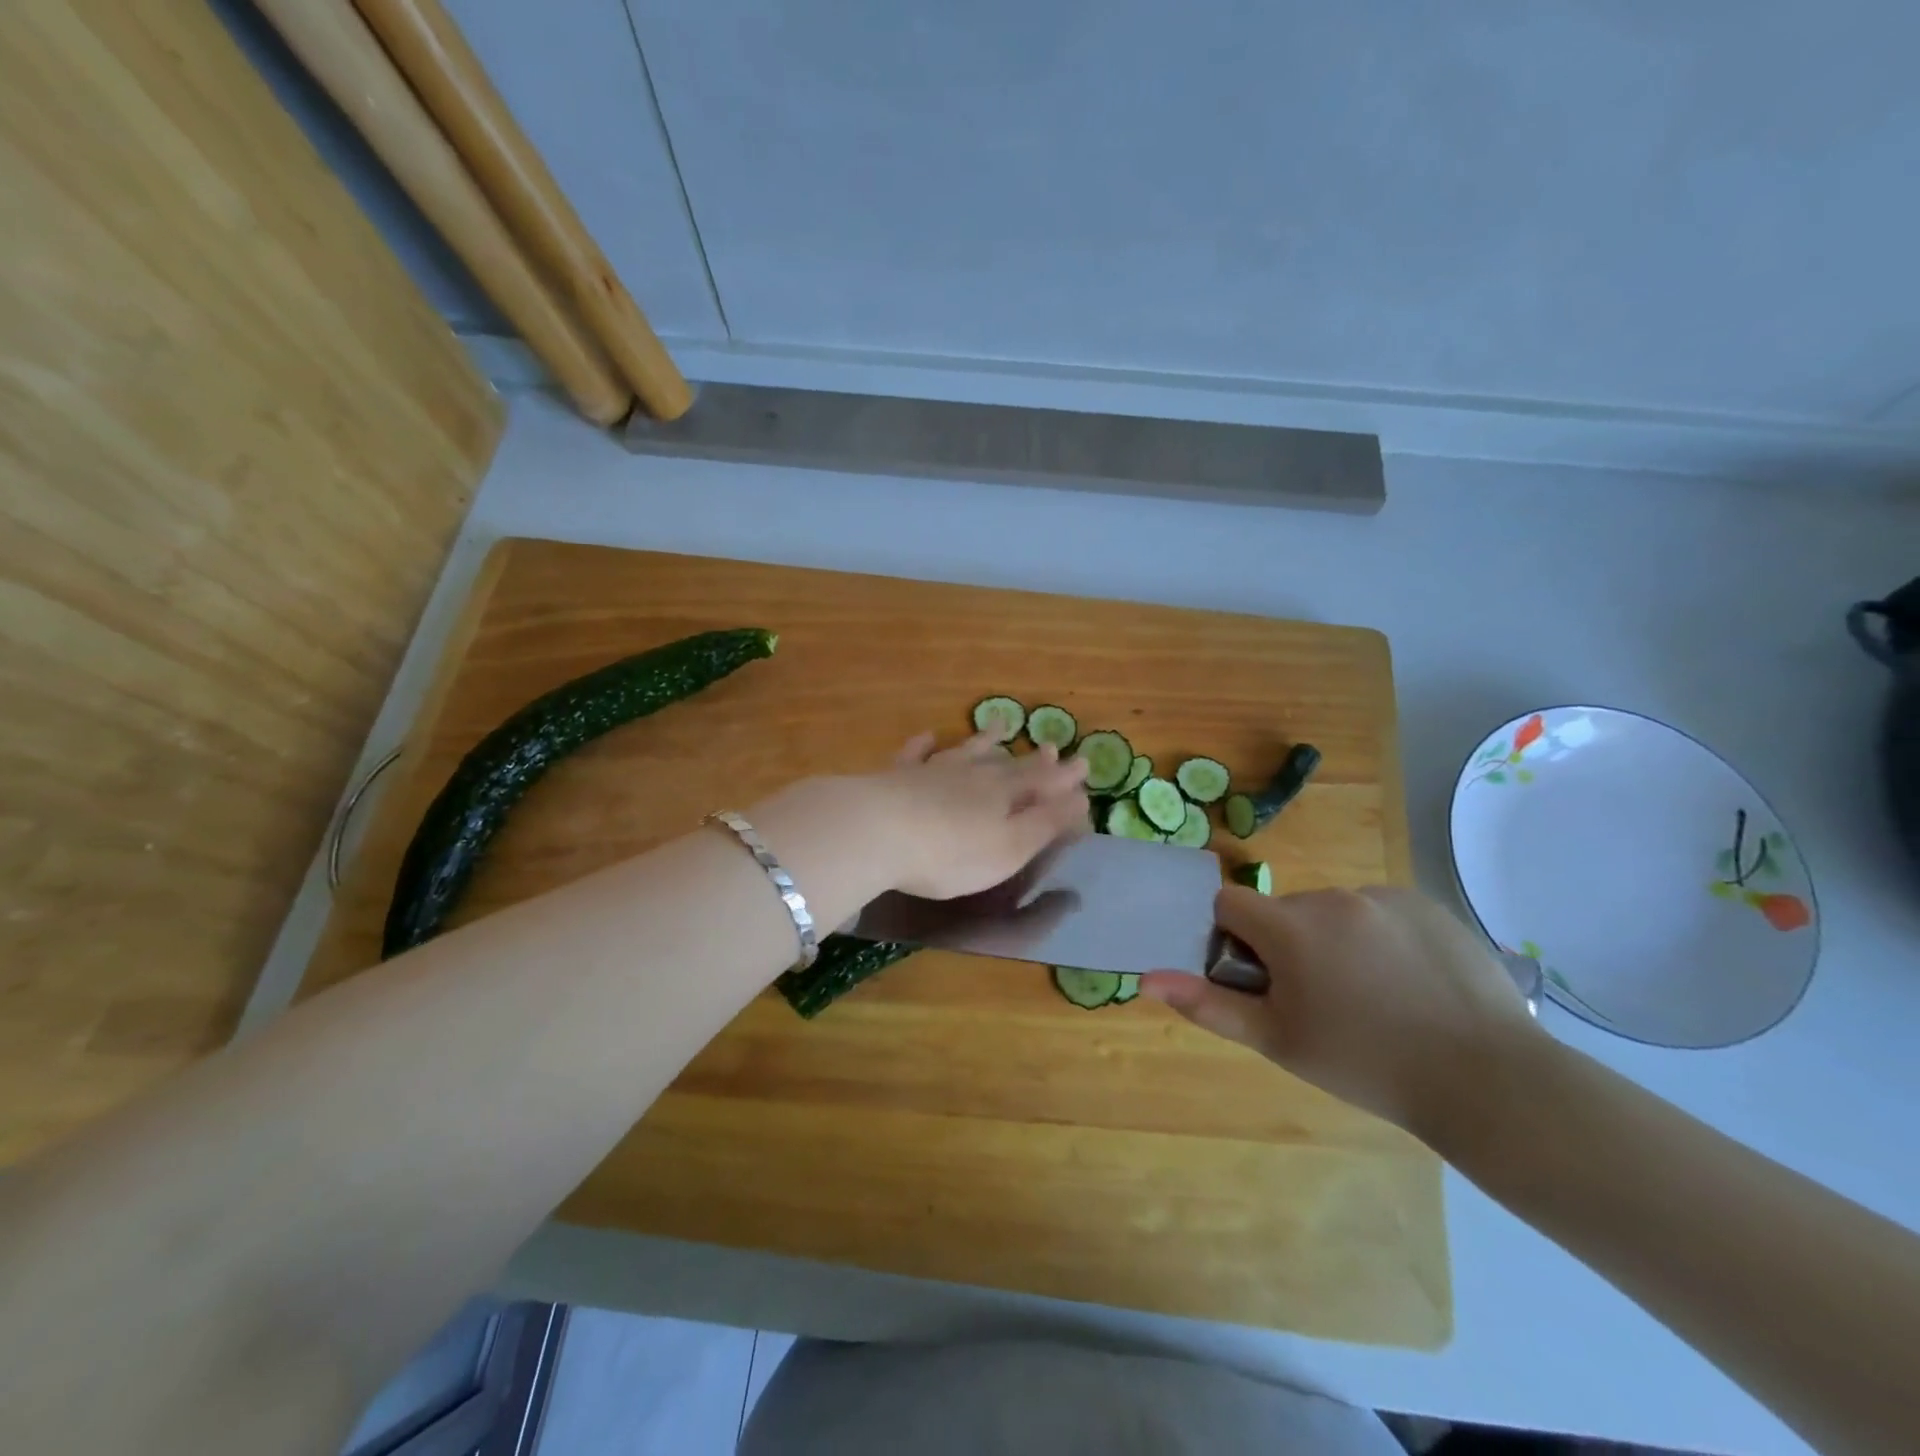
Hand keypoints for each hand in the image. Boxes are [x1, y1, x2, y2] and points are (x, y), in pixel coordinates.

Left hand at [868, 731, 1088, 900]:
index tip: (1084, 762)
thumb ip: (1045, 824)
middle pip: (1008, 765)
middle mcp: (971, 776)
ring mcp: (932, 771)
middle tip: (1051, 747)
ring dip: (985, 740)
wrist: (877, 831)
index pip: (1041, 782)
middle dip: (1033, 760)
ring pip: (965, 751)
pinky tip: (927, 736)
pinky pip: (914, 754)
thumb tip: (1081, 800)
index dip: (1063, 776)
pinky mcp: (896, 776)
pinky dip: (923, 745)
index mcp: (1002, 796)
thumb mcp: (1010, 848)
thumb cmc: (951, 853)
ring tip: (1001, 725)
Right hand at [1141, 886, 1539, 1140]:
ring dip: (1334, 940)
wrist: (1487, 1080)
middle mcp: (1332, 897)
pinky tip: (1410, 982)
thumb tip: (1146, 979)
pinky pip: (1379, 911)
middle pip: (1284, 910)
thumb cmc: (1366, 1064)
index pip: (1230, 904)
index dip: (1233, 939)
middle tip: (1321, 1001)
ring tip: (1372, 996)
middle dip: (1287, 945)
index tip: (1260, 980)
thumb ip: (1208, 1005)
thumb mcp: (1278, 1041)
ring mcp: (1384, 897)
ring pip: (1333, 911)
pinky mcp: (1426, 904)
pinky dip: (1379, 937)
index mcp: (1290, 926)